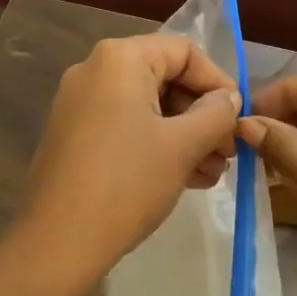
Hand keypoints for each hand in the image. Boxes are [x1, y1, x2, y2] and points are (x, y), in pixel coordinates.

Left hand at [15, 34, 241, 284]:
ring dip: (186, 135)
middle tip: (228, 153)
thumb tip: (229, 98)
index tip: (238, 119)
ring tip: (213, 173)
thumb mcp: (183, 145)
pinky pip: (126, 127)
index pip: (184, 52)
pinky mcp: (74, 136)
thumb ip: (216, 113)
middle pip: (166, 78)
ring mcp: (80, 104)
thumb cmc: (127, 183)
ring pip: (148, 108)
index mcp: (120, 59)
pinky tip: (186, 178)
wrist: (58, 243)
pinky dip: (157, 145)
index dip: (218, 82)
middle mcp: (95, 70)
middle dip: (203, 115)